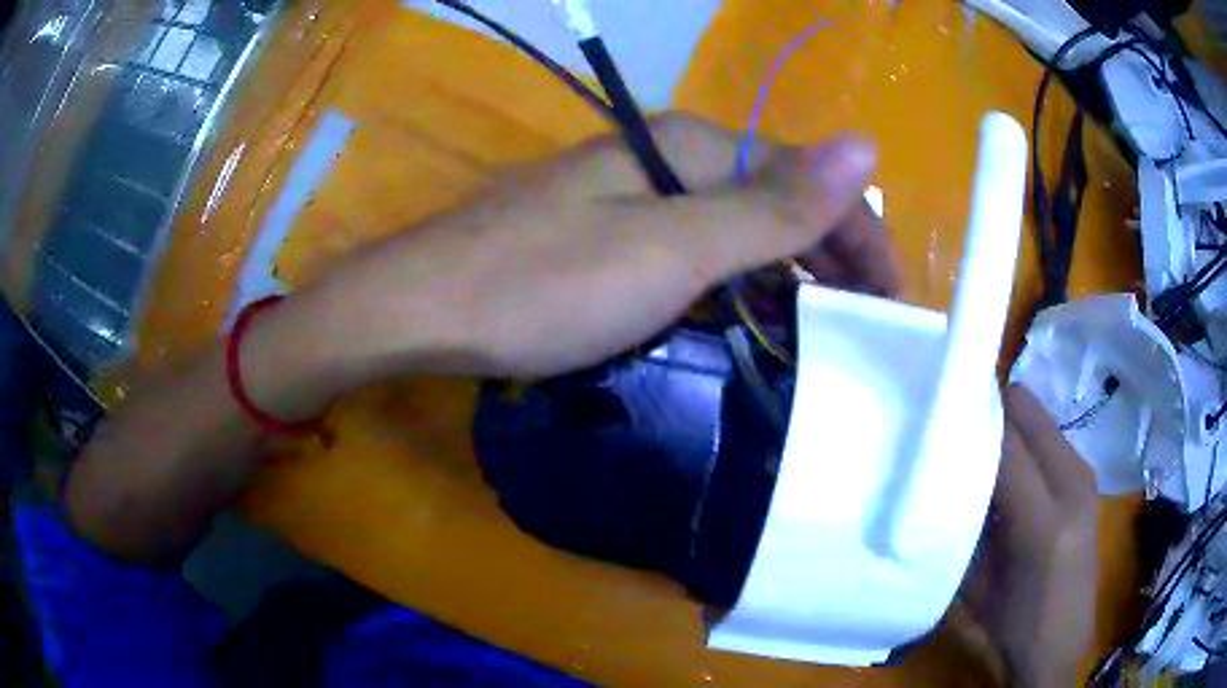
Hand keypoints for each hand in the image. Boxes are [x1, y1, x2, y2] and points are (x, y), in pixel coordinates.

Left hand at [293, 113, 898, 390]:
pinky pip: (696, 253)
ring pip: (737, 231)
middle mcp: (665, 159)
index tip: (891, 305)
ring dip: (784, 277)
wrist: (423, 308)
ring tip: (822, 335)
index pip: (807, 180)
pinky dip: (734, 287)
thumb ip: (772, 205)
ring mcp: (631, 196)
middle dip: (827, 260)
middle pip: (774, 202)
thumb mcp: (671, 248)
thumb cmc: (541, 283)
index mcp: (688, 148)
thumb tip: (866, 145)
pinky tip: (747, 321)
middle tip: (862, 331)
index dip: (860, 237)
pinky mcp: (607, 234)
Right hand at [964, 385, 1099, 686]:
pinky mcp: (1088, 479)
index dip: (971, 420)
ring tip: (983, 454)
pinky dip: (1027, 442)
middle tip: (960, 432)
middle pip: (1027, 411)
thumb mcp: (976, 586)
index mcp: (1042, 522)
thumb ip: (965, 526)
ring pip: (1040, 419)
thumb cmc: (1013, 625)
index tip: (938, 416)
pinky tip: (1012, 474)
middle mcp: (1073, 485)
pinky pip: (1051, 437)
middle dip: (992, 412)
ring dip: (1010, 427)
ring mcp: (1086, 477)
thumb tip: (945, 475)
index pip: (1004, 443)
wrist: (1062, 644)